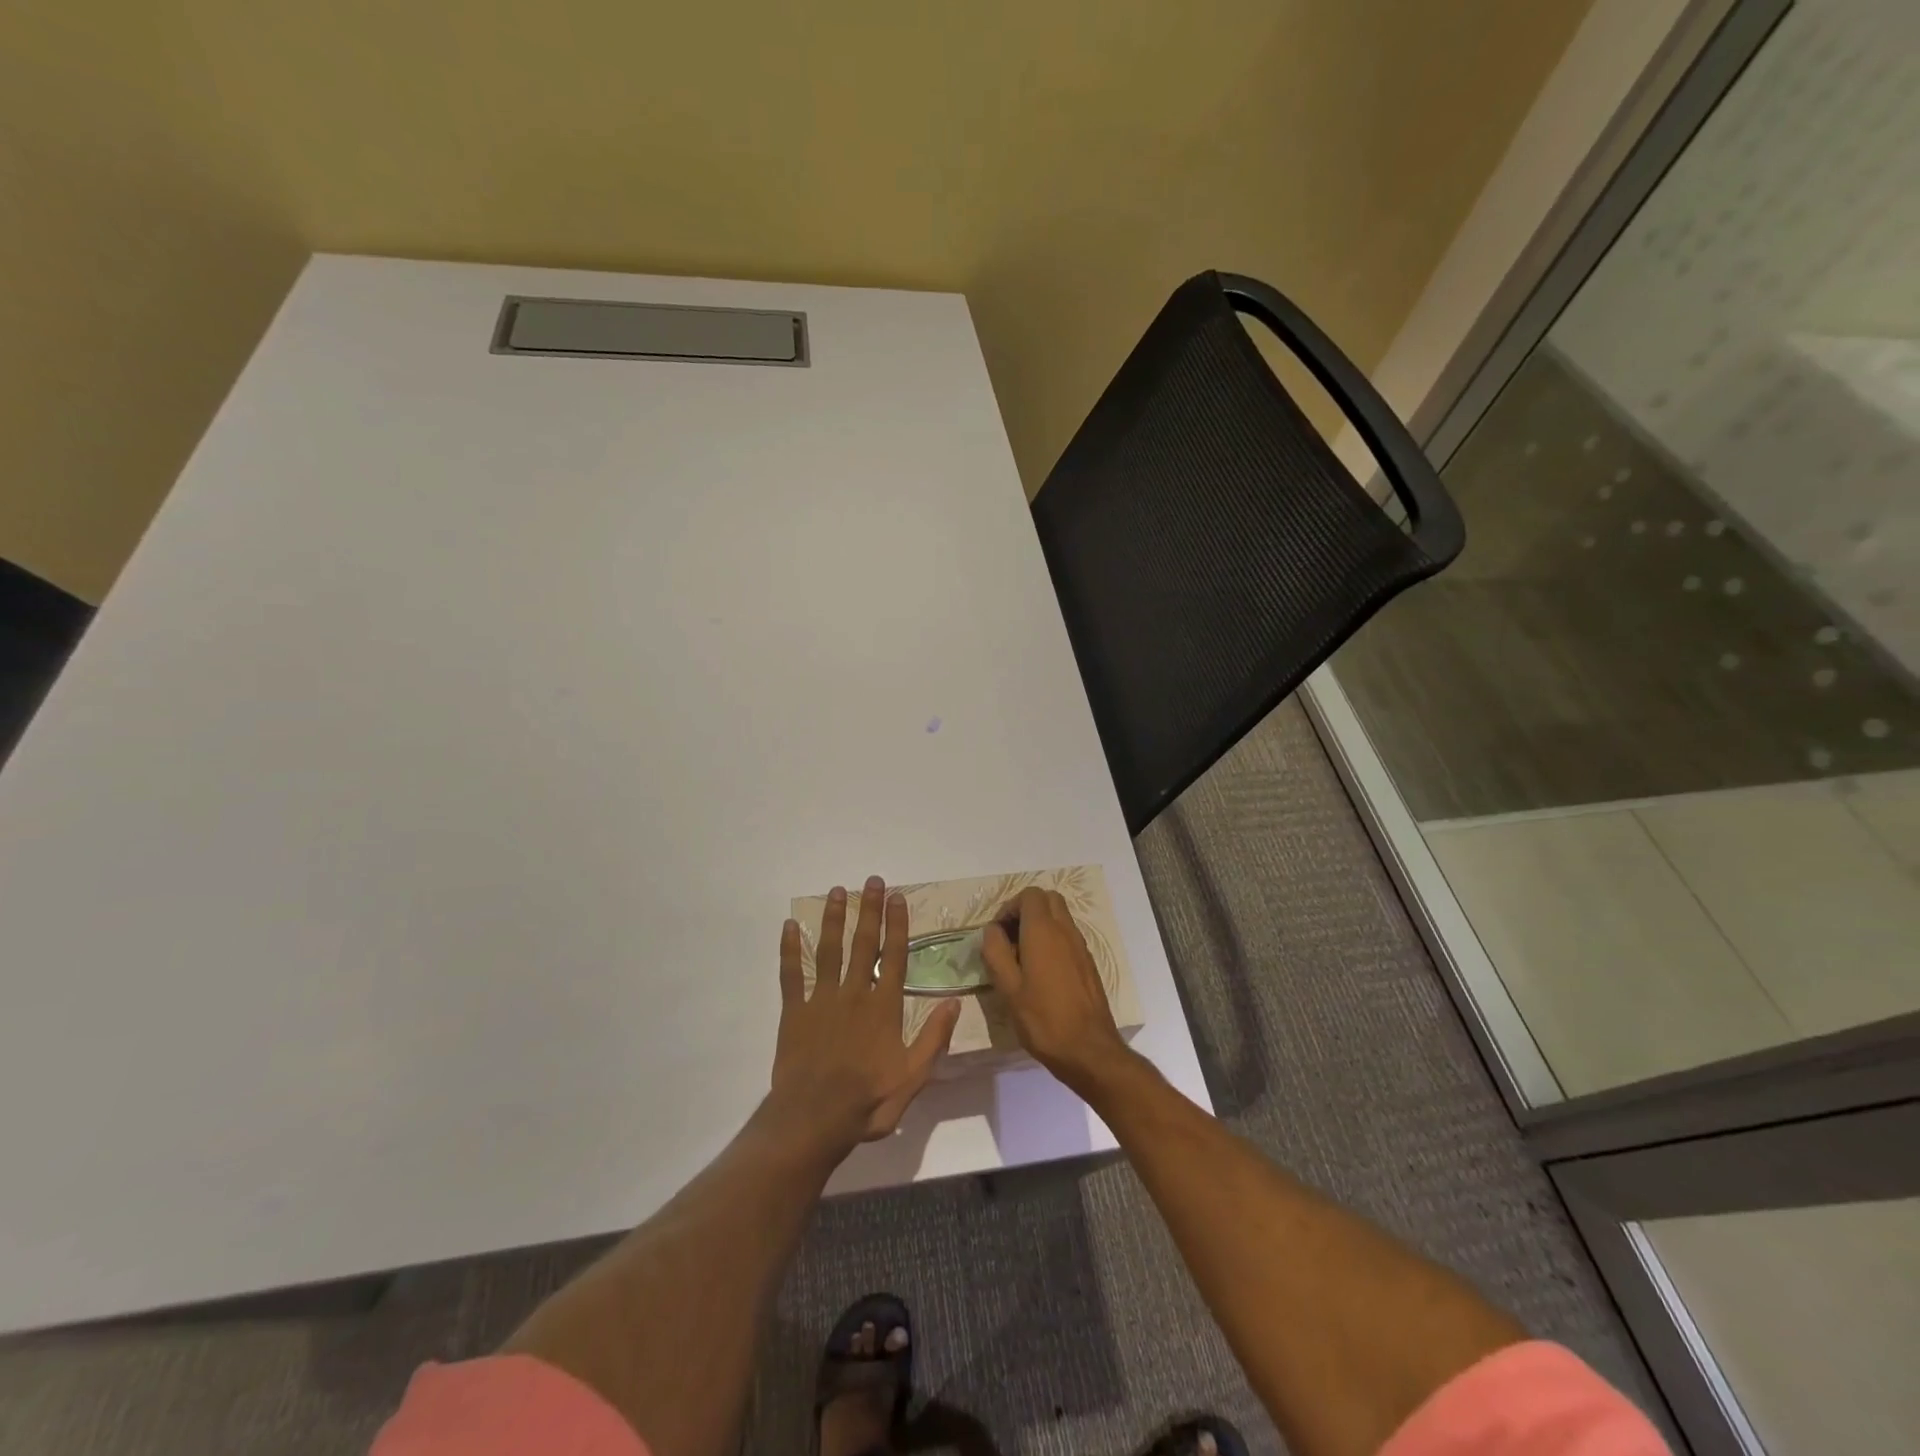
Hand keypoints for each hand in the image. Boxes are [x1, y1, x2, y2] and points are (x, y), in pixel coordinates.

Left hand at [770, 876, 960, 1155]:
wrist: (814, 1120)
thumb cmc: (868, 1101)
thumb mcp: (913, 1077)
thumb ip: (934, 1038)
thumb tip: (954, 1002)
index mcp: (883, 1007)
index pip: (895, 956)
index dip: (897, 925)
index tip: (897, 897)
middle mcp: (854, 993)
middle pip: (863, 944)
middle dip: (869, 910)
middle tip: (872, 880)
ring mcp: (821, 1000)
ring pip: (829, 950)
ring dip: (834, 919)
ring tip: (838, 891)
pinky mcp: (794, 1012)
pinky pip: (791, 974)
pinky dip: (789, 950)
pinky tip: (790, 926)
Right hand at [982, 887, 1134, 1092]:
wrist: (1089, 1050)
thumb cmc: (1043, 1019)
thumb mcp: (1008, 988)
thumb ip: (996, 952)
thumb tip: (992, 929)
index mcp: (1043, 932)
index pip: (1029, 895)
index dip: (1009, 907)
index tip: (998, 932)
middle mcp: (1065, 931)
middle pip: (1048, 899)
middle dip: (1026, 910)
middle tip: (1009, 937)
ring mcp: (1081, 946)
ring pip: (1060, 917)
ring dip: (1039, 925)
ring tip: (1022, 957)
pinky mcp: (1088, 963)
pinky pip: (1068, 936)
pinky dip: (1052, 940)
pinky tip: (1041, 972)